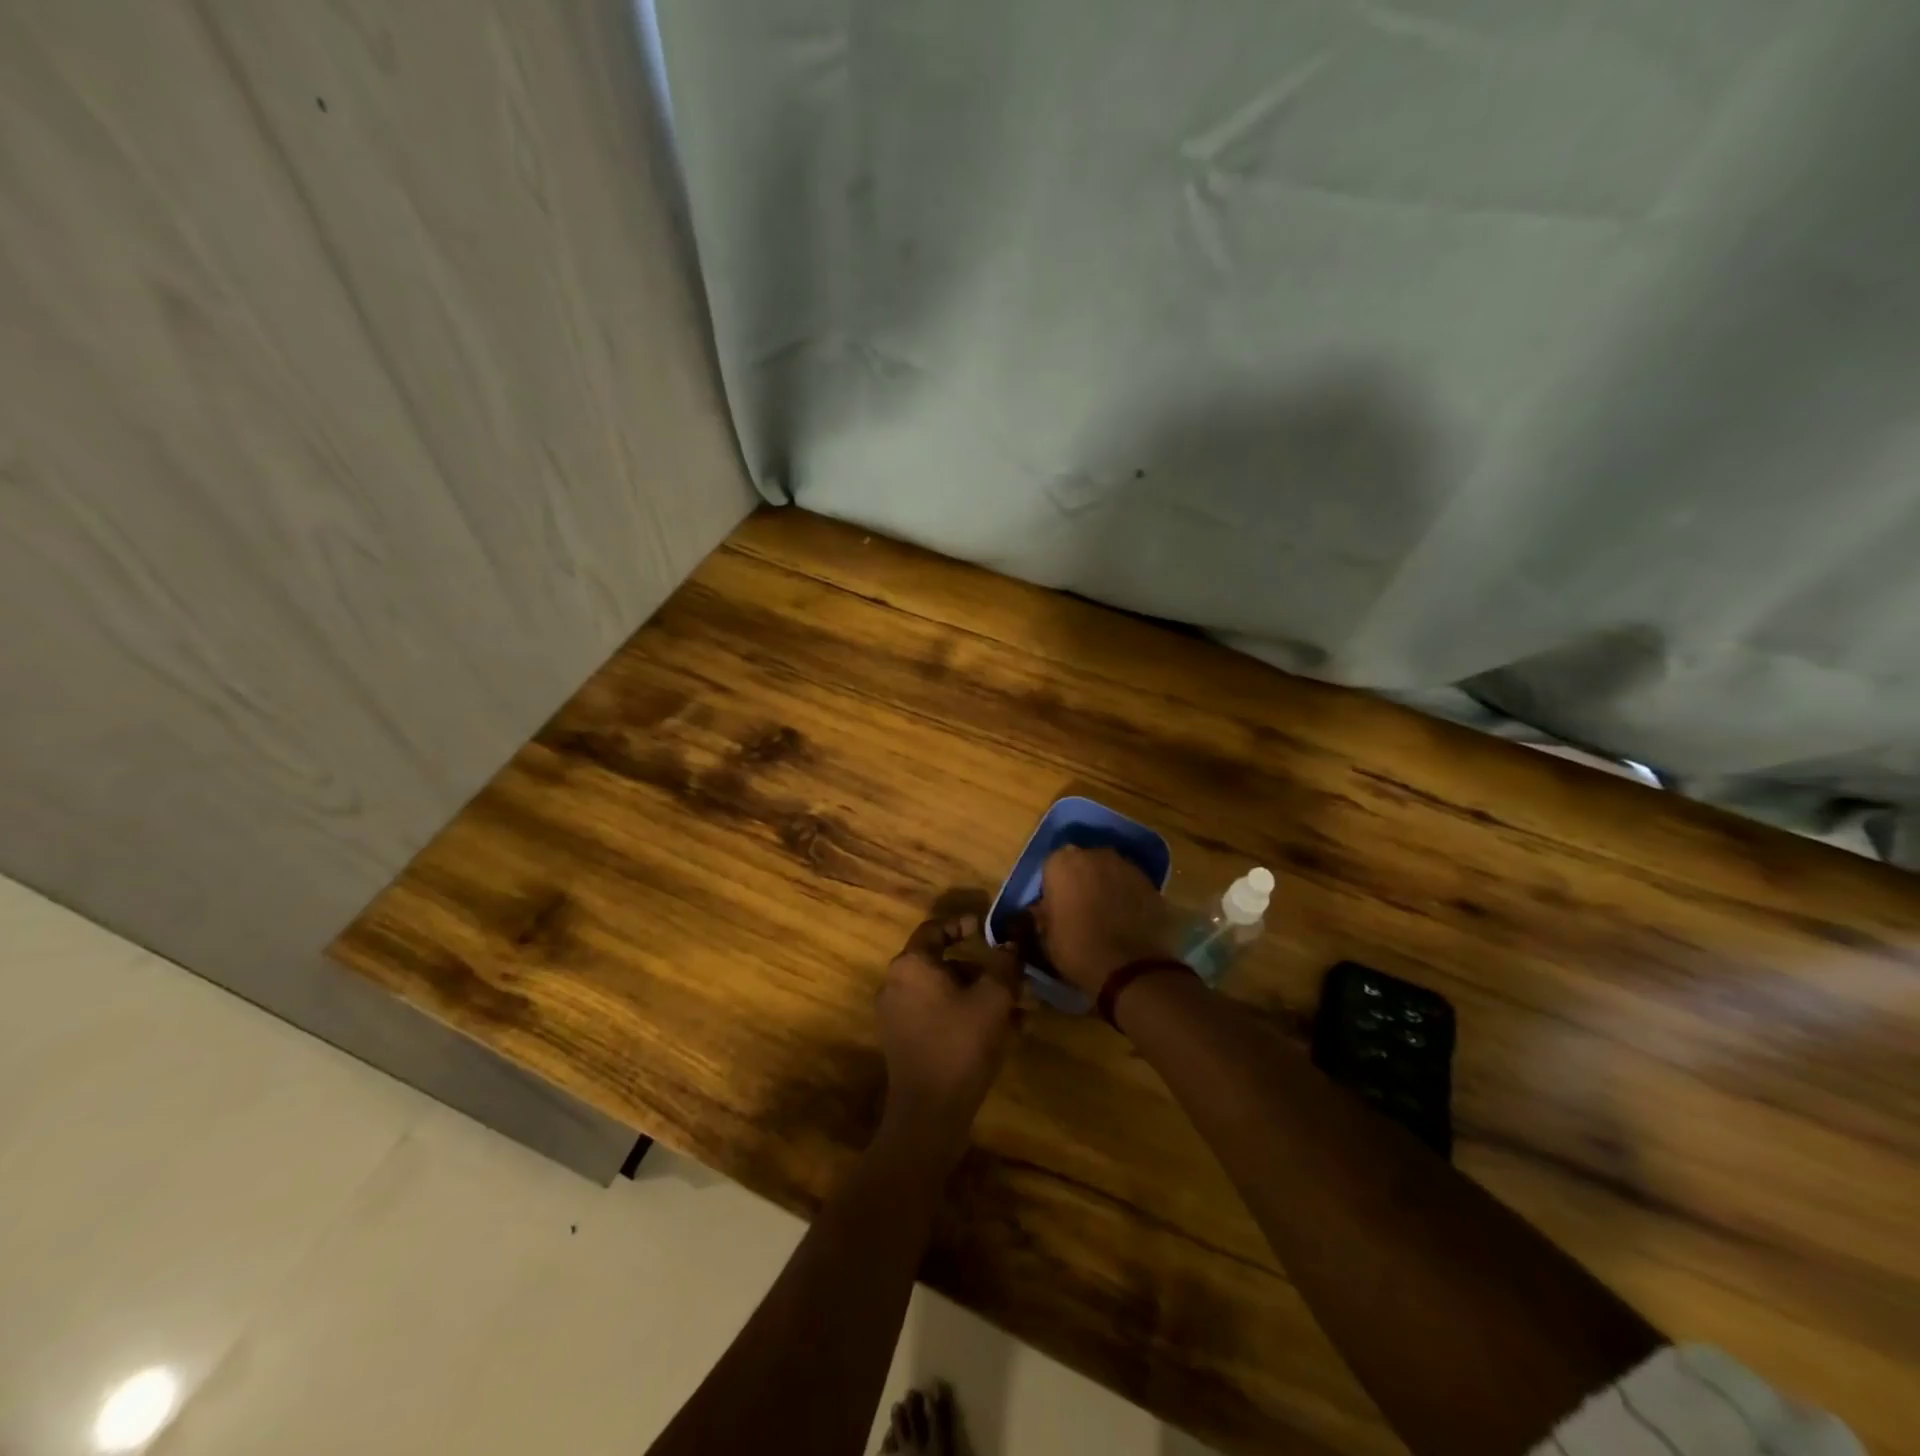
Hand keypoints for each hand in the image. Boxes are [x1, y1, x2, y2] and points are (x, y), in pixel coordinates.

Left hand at [876, 914, 1021, 1147]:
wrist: (929, 1114)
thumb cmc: (960, 1044)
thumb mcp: (993, 998)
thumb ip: (1004, 963)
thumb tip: (1013, 941)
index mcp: (911, 965)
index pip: (936, 928)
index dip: (965, 924)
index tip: (992, 931)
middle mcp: (896, 983)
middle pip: (944, 962)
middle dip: (983, 968)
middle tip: (1014, 976)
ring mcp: (898, 1014)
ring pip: (945, 991)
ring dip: (981, 993)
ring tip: (1019, 1009)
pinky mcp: (905, 1041)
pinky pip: (939, 1014)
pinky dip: (967, 1014)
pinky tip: (1004, 1031)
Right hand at [1035, 846, 1175, 994]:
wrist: (1132, 969)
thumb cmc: (1078, 950)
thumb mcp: (1047, 937)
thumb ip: (1043, 914)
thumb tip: (1043, 908)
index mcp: (1063, 863)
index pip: (1052, 866)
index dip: (1054, 887)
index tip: (1056, 908)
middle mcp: (1095, 855)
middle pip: (1084, 863)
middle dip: (1082, 881)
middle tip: (1081, 909)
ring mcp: (1127, 866)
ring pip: (1110, 872)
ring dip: (1107, 887)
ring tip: (1107, 916)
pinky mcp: (1152, 883)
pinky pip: (1132, 886)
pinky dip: (1128, 897)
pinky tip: (1128, 921)